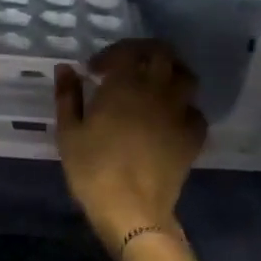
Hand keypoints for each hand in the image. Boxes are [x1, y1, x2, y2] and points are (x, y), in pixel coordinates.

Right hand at [55, 40, 206, 253]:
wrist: (132, 209)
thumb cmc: (92, 169)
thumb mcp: (68, 132)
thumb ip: (67, 96)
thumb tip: (66, 69)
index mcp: (125, 84)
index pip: (125, 51)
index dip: (109, 55)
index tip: (94, 71)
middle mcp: (158, 89)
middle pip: (162, 53)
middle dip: (143, 53)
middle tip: (127, 67)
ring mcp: (180, 112)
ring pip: (185, 77)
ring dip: (169, 74)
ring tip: (152, 87)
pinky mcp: (193, 136)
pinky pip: (195, 111)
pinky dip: (183, 108)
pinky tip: (169, 119)